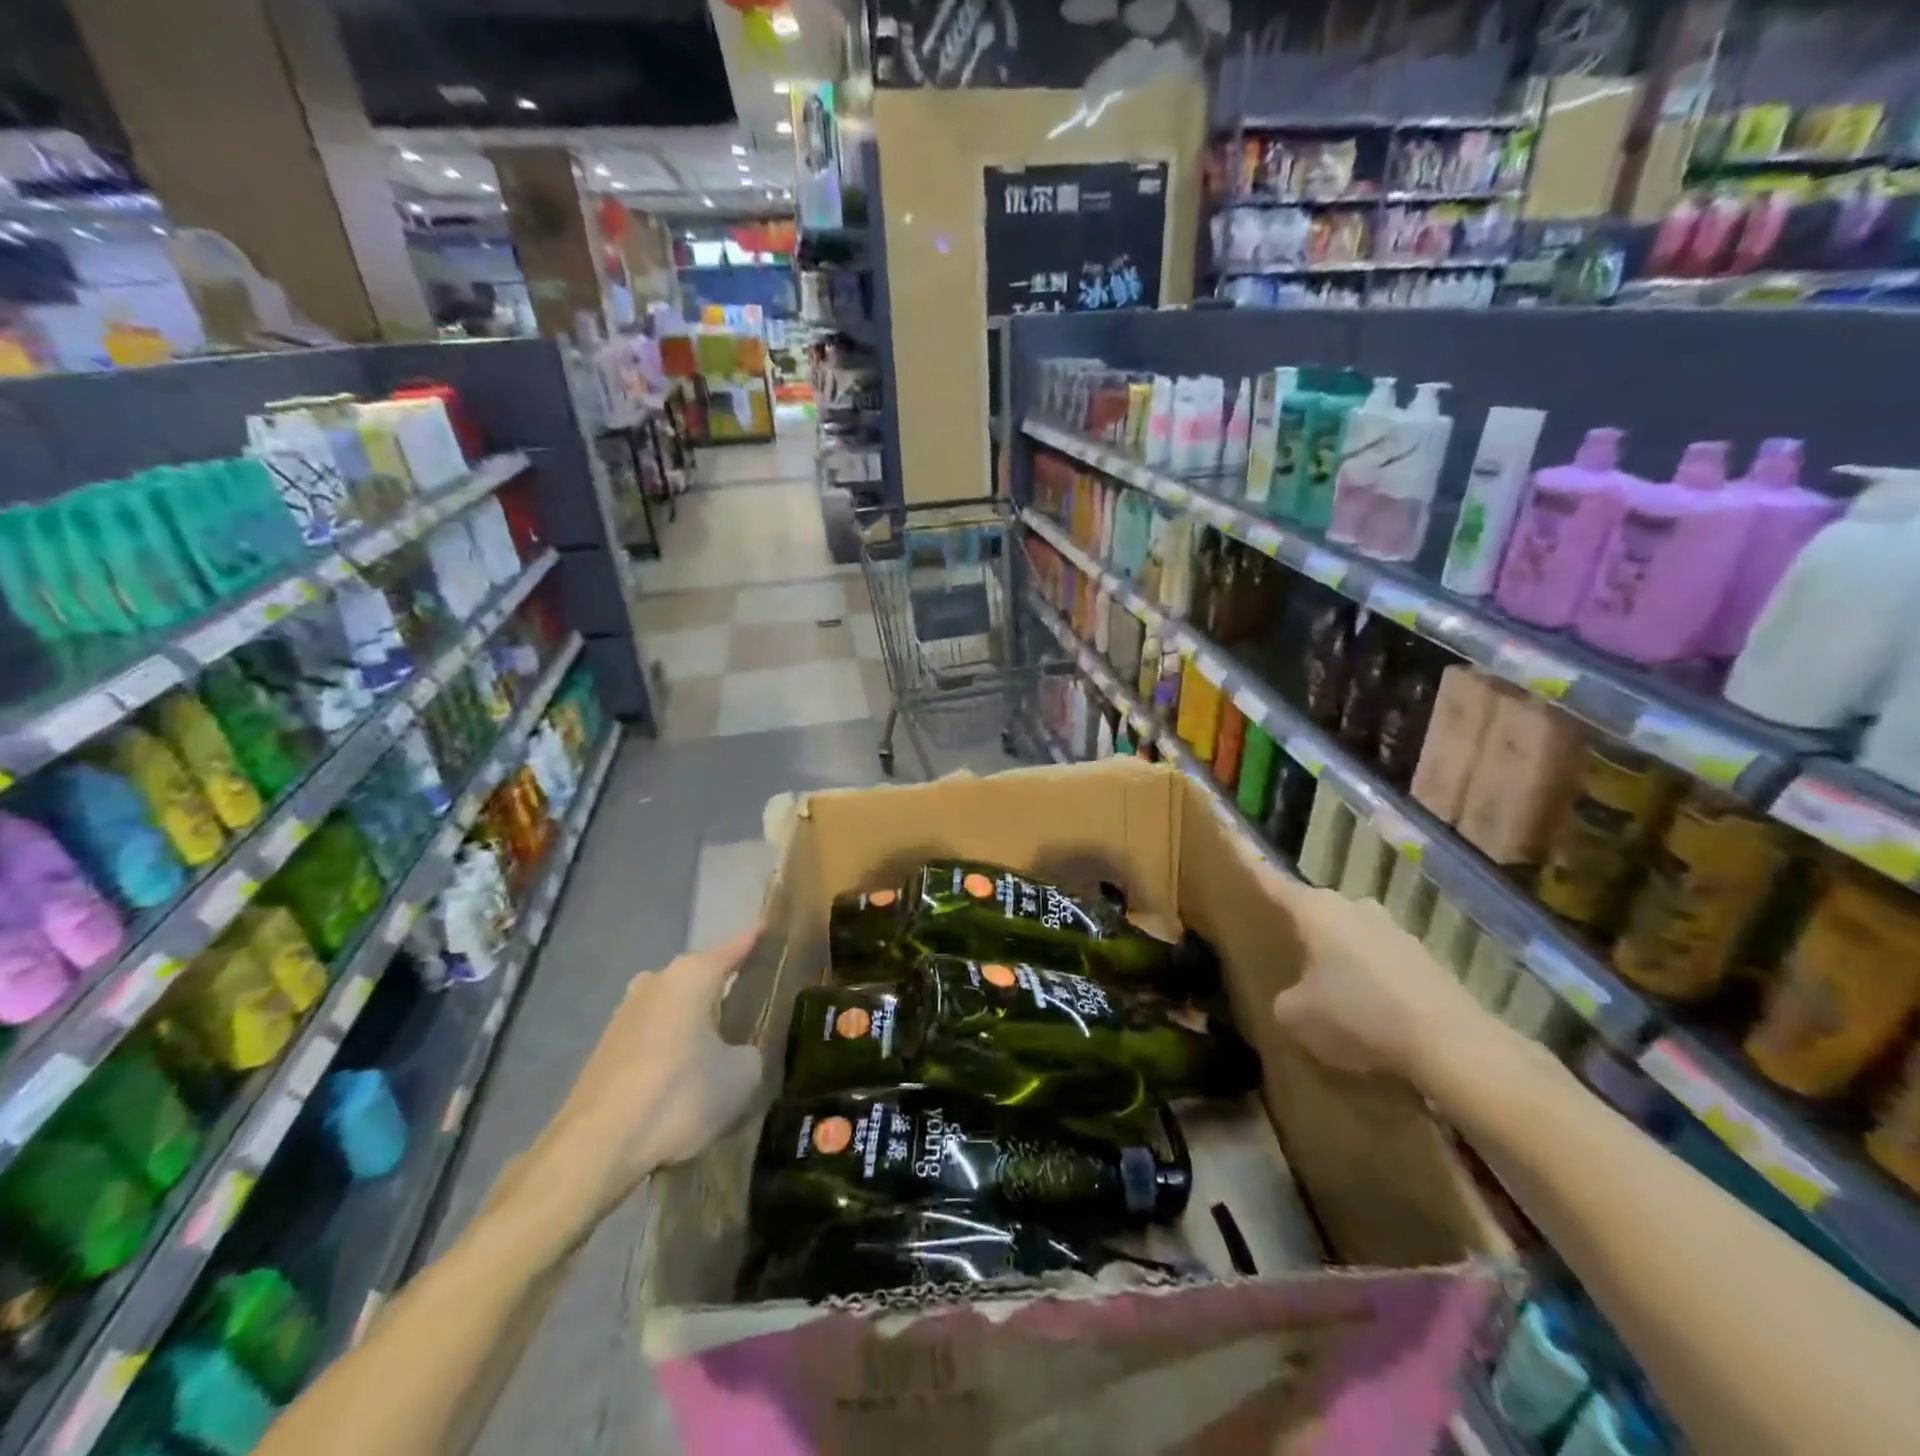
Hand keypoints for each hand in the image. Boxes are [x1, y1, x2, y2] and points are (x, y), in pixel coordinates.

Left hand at [534, 927, 762, 1223]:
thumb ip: (750, 1055)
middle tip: (750, 1009)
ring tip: (719, 1052)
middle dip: (722, 993)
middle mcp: (654, 983)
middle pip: (699, 981)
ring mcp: (624, 1015)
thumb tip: (738, 1056)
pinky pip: (653, 1041)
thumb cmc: (679, 1094)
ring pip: (673, 1012)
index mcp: (691, 976)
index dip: (754, 941)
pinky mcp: (605, 1051)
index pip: (733, 949)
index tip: (768, 929)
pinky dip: (671, 1053)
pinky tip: (684, 1081)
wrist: (596, 1146)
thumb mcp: (741, 1076)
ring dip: (693, 1027)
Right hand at [1242, 850, 1487, 1088]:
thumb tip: (1295, 999)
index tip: (1236, 846)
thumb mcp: (1297, 1016)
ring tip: (1330, 996)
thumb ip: (1285, 1000)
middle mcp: (1355, 908)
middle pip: (1317, 913)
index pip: (1274, 883)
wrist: (1452, 1044)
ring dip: (1340, 959)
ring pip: (1352, 939)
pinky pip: (1382, 966)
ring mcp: (1395, 931)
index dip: (1252, 869)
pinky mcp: (1425, 961)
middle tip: (1285, 954)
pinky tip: (1371, 1018)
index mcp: (1316, 910)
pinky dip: (1371, 984)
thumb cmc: (1357, 1014)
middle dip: (1302, 931)